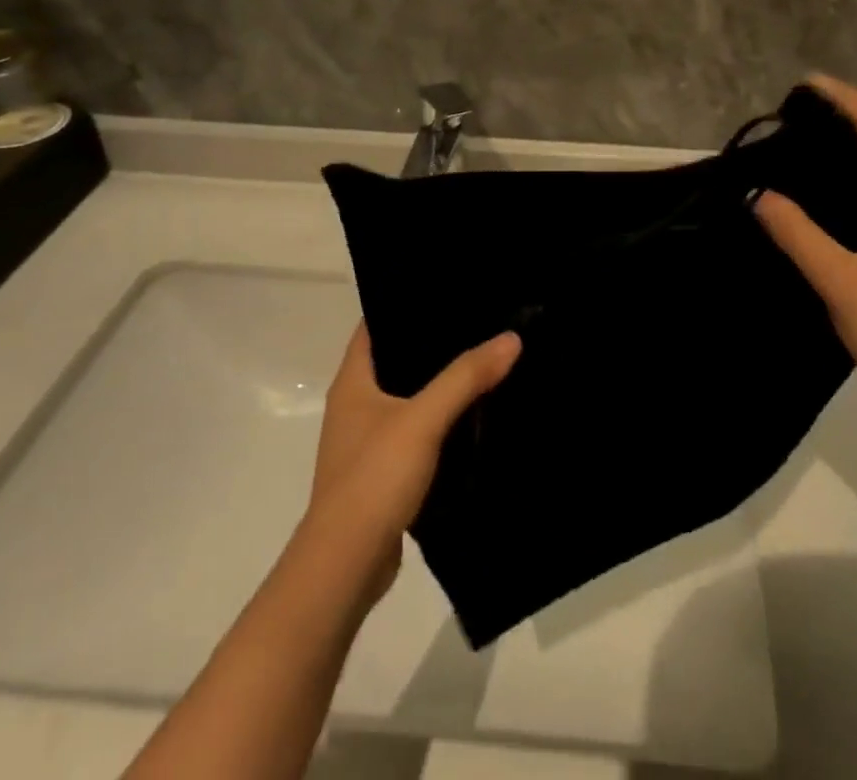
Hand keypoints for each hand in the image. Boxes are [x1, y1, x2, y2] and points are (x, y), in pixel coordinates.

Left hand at [306, 323, 521, 597]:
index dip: (406, 302)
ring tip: (483, 358)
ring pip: (408, 396)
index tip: (447, 289)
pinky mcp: (382, 472)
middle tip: (478, 319)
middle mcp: (355, 405)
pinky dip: (439, 420)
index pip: (376, 324)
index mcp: (352, 382)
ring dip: (438, 383)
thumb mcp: (424, 420)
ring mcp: (367, 440)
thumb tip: (511, 337)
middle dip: (433, 341)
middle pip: (396, 358)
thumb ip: (465, 377)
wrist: (345, 567)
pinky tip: (472, 414)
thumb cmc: (374, 479)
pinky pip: (415, 431)